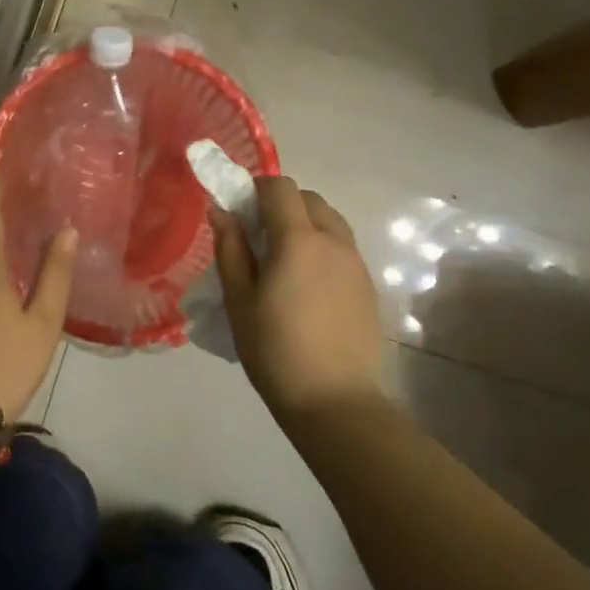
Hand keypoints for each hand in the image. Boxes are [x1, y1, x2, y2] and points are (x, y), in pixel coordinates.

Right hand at [211, 177, 384, 424]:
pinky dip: (322, 247)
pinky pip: (343, 247)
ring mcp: (356, 262)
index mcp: (298, 239)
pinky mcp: (368, 285)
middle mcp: (333, 240)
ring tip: (284, 261)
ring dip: (305, 223)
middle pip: (308, 198)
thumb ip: (230, 249)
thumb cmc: (276, 351)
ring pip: (330, 220)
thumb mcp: (240, 300)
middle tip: (258, 237)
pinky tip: (308, 285)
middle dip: (281, 204)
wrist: (336, 402)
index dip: (257, 189)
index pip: (280, 187)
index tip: (240, 211)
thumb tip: (221, 211)